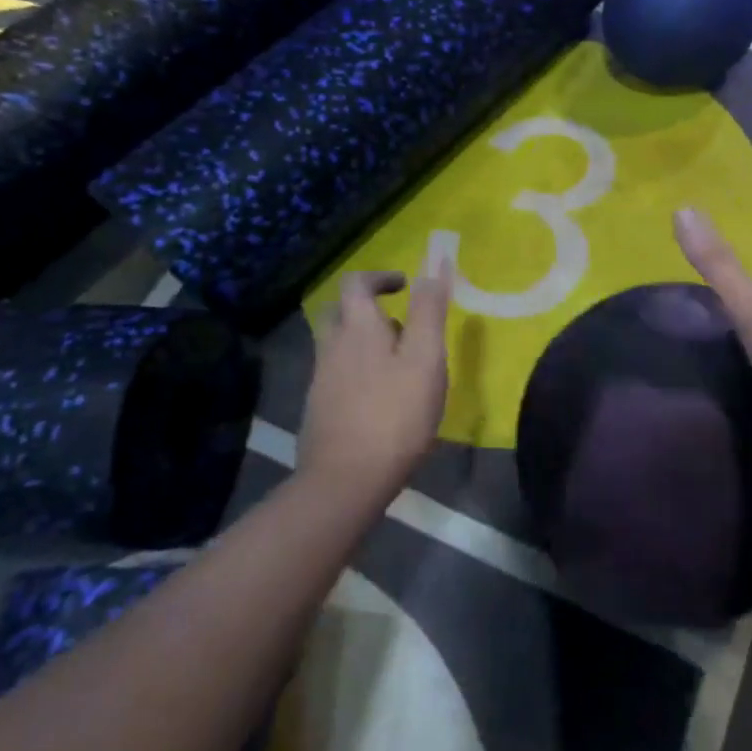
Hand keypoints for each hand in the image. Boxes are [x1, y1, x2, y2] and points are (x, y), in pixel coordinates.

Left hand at [299, 265, 451, 499]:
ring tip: (398, 364)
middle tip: (399, 324)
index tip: (404, 285)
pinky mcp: (319, 409)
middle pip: (340, 312)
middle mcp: (332, 346)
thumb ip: (429, 313)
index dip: (379, 277)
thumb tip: (432, 271)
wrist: (346, 480)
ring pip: (338, 345)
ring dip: (364, 342)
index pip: (355, 283)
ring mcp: (321, 380)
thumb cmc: (395, 414)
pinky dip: (357, 371)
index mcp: (357, 327)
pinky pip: (337, 375)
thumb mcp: (425, 358)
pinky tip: (381, 397)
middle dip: (367, 309)